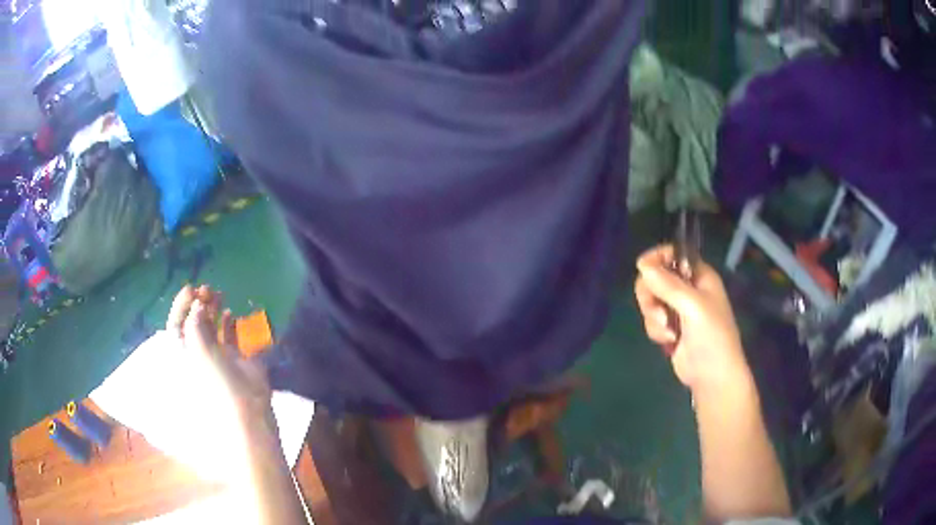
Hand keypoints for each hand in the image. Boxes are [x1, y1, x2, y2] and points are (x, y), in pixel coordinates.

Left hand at [166, 285, 271, 419]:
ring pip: (211, 326)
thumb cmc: (216, 380)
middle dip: (199, 303)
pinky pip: (229, 335)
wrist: (246, 407)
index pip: (176, 324)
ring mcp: (216, 355)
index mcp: (184, 353)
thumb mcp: (199, 349)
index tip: (191, 289)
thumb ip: (195, 323)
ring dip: (213, 308)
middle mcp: (198, 352)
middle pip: (193, 322)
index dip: (181, 305)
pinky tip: (230, 313)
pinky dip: (229, 322)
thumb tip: (197, 305)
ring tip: (219, 295)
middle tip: (207, 290)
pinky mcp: (235, 358)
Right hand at [634, 245, 750, 393]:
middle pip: (655, 277)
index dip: (657, 258)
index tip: (643, 269)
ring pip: (650, 300)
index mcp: (699, 276)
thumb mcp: (693, 307)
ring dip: (654, 317)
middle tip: (659, 312)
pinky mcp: (669, 328)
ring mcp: (678, 310)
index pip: (673, 254)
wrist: (712, 377)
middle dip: (651, 296)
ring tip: (669, 333)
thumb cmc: (712, 337)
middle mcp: (688, 289)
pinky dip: (655, 331)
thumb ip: (668, 285)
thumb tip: (642, 265)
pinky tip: (669, 342)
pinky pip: (651, 320)